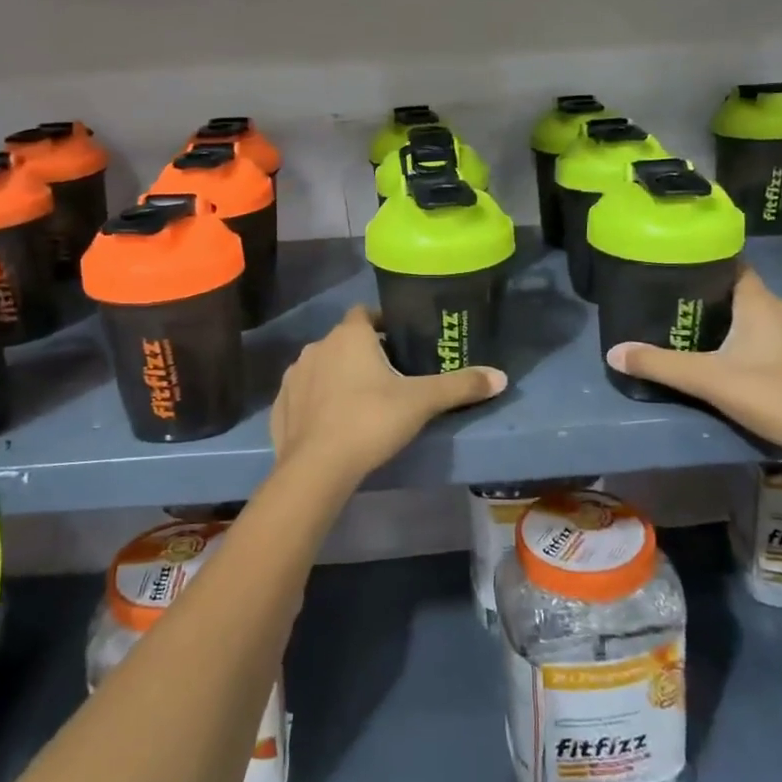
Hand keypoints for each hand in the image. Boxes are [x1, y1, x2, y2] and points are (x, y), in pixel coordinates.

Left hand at [270, 306, 506, 483]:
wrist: (316, 468)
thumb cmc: (370, 421)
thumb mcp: (422, 402)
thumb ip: (460, 386)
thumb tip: (501, 377)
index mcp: (349, 336)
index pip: (365, 313)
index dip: (383, 323)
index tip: (401, 341)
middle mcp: (317, 347)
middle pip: (345, 340)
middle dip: (365, 353)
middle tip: (392, 377)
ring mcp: (294, 376)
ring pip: (323, 366)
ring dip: (339, 375)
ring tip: (363, 401)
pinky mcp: (280, 406)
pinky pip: (304, 394)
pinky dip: (318, 401)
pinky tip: (333, 423)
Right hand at [606, 268, 781, 500]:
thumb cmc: (773, 395)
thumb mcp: (708, 380)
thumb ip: (660, 365)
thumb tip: (613, 353)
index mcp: (762, 303)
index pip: (734, 267)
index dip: (707, 266)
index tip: (679, 272)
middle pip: (745, 294)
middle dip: (715, 301)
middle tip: (680, 311)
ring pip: (763, 318)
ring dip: (738, 325)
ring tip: (704, 337)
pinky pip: (778, 339)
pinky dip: (757, 344)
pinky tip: (740, 364)